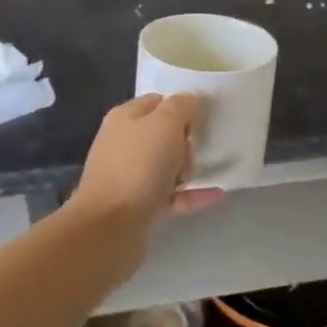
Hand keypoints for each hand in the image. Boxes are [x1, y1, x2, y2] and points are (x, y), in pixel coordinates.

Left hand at [66, 94, 223, 243]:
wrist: (111, 226)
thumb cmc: (139, 166)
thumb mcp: (166, 124)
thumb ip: (182, 106)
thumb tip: (190, 100)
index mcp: (125, 117)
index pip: (158, 101)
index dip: (181, 106)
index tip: (205, 117)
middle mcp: (123, 143)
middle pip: (162, 134)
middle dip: (186, 140)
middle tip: (201, 148)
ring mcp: (128, 176)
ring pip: (165, 165)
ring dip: (188, 167)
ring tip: (212, 170)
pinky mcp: (137, 206)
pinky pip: (170, 194)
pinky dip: (191, 194)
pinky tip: (215, 195)